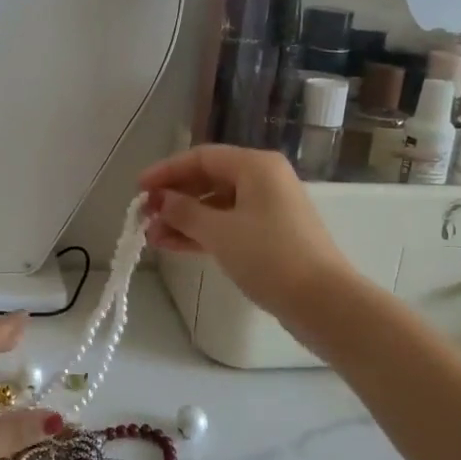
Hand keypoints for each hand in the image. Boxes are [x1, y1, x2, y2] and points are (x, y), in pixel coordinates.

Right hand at [140, 145, 354, 319]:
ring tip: (152, 238)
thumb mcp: (219, 232)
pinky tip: (174, 245)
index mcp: (255, 166)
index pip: (201, 157)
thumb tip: (160, 200)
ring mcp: (268, 209)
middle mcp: (263, 180)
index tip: (138, 189)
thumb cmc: (269, 256)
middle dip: (174, 198)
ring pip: (216, 205)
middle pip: (209, 179)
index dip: (166, 171)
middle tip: (143, 217)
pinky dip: (202, 233)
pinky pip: (228, 224)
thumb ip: (184, 212)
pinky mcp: (270, 235)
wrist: (322, 302)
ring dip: (184, 219)